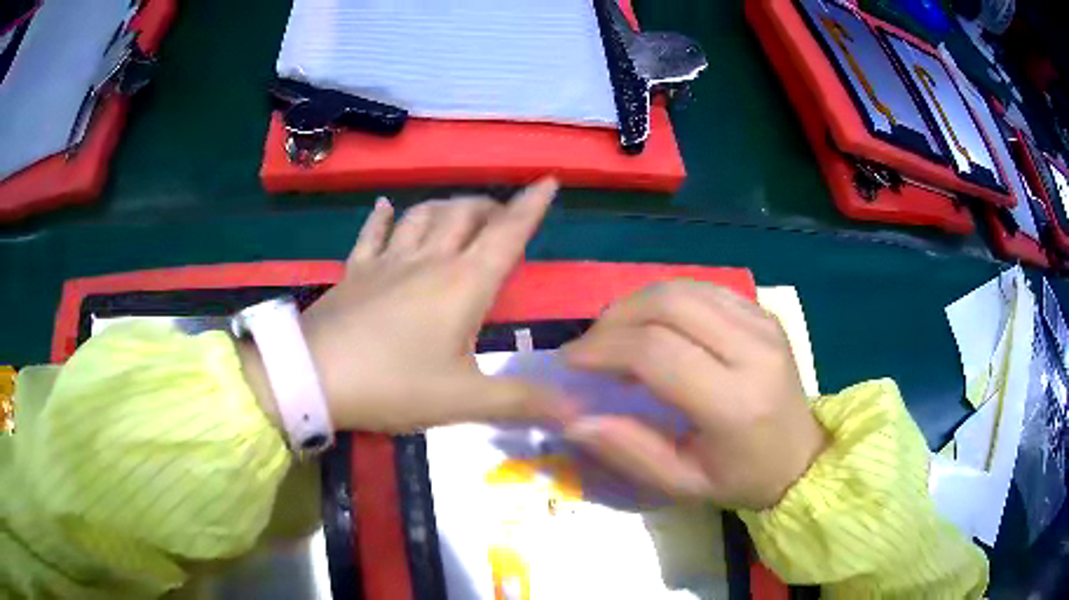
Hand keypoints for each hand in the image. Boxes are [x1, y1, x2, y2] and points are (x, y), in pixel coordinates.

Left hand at [242, 179, 572, 432]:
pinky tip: (384, 206)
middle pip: (465, 214)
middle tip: (502, 216)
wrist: (315, 377)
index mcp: (463, 284)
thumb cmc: (393, 385)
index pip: (507, 234)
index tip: (548, 180)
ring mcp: (387, 261)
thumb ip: (522, 402)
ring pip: (423, 215)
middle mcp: (429, 261)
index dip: (531, 207)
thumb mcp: (464, 401)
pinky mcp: (355, 271)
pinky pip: (372, 233)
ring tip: (459, 212)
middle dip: (490, 207)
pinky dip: (382, 217)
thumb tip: (578, 410)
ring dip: (447, 206)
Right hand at [561, 281, 826, 510]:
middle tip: (590, 347)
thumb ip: (629, 451)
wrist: (801, 457)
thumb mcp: (682, 483)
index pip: (656, 352)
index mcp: (735, 401)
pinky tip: (652, 326)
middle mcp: (753, 350)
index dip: (603, 349)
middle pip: (668, 304)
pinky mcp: (763, 312)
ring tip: (614, 336)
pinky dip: (665, 300)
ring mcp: (762, 322)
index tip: (570, 362)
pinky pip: (703, 288)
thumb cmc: (741, 478)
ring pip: (683, 287)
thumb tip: (574, 420)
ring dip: (636, 304)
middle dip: (614, 319)